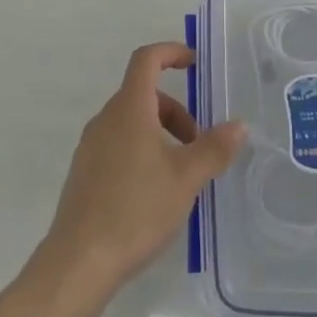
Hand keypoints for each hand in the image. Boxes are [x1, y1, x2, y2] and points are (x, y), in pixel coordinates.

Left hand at [40, 43, 245, 294]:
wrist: (78, 263)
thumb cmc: (136, 210)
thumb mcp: (186, 179)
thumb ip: (214, 148)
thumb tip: (239, 125)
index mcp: (129, 109)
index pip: (146, 59)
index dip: (171, 52)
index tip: (194, 63)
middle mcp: (105, 119)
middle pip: (143, 95)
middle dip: (175, 112)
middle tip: (198, 145)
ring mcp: (90, 147)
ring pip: (131, 123)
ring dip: (160, 134)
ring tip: (180, 174)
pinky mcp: (84, 174)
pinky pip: (118, 145)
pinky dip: (142, 152)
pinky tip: (154, 194)